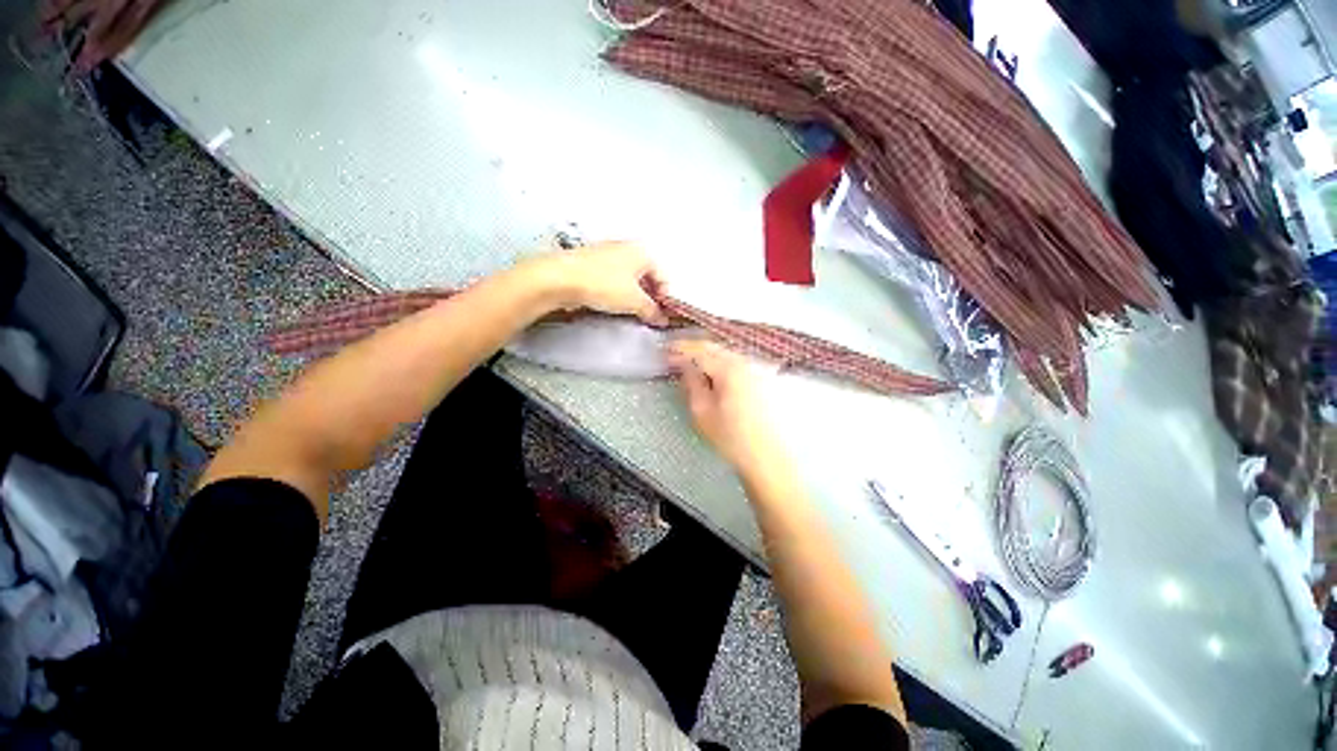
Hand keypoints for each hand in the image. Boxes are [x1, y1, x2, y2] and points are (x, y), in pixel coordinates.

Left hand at [532, 241, 667, 325]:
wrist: (560, 278)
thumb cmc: (603, 284)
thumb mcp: (634, 301)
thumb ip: (652, 311)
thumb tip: (660, 319)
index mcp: (642, 251)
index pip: (663, 277)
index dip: (664, 299)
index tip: (661, 316)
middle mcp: (627, 248)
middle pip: (646, 277)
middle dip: (648, 298)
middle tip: (647, 316)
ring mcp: (608, 254)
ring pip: (629, 278)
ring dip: (632, 296)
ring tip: (629, 312)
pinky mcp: (592, 263)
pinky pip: (613, 279)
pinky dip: (617, 292)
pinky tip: (611, 304)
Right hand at [666, 340, 783, 471]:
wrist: (769, 457)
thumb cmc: (733, 438)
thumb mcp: (702, 413)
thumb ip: (692, 385)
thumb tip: (685, 368)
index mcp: (729, 370)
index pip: (699, 351)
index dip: (680, 349)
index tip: (666, 352)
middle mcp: (746, 363)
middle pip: (715, 348)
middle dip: (694, 349)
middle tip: (676, 355)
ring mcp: (758, 370)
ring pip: (727, 354)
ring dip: (709, 356)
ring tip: (693, 364)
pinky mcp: (765, 379)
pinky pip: (738, 363)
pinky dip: (722, 363)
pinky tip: (715, 373)